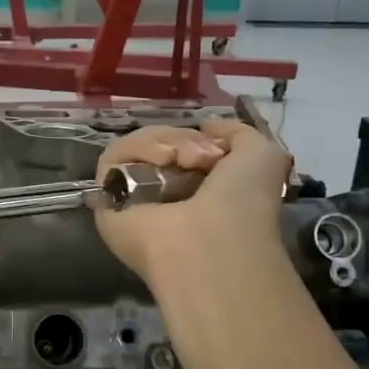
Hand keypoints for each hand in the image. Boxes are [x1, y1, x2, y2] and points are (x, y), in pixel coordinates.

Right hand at [93, 120, 292, 285]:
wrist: (212, 241)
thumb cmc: (243, 204)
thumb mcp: (262, 154)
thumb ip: (236, 132)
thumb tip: (205, 126)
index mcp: (197, 187)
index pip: (181, 145)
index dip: (195, 135)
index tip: (213, 145)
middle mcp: (163, 192)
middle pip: (156, 141)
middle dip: (180, 138)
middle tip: (200, 158)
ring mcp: (132, 196)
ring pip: (134, 146)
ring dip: (161, 143)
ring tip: (178, 161)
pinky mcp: (106, 197)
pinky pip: (112, 157)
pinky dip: (135, 150)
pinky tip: (160, 163)